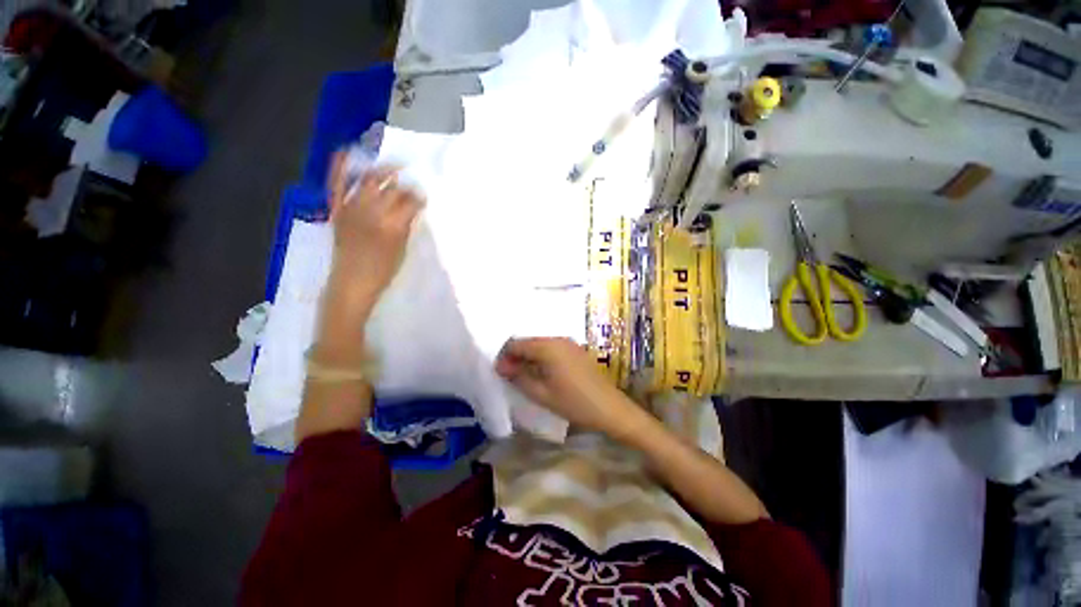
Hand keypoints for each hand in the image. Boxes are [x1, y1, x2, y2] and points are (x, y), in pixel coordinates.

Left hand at [327, 153, 421, 296]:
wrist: (352, 282)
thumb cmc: (383, 271)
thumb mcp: (402, 249)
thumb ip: (407, 225)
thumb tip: (413, 208)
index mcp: (392, 225)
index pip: (410, 202)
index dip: (419, 197)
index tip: (424, 196)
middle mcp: (372, 212)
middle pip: (392, 189)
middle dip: (405, 185)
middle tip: (412, 184)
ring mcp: (351, 208)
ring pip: (369, 181)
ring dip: (382, 171)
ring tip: (393, 167)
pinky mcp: (338, 210)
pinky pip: (336, 184)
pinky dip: (340, 167)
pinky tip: (348, 151)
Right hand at [495, 337, 643, 437]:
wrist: (609, 407)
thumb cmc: (574, 403)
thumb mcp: (541, 394)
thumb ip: (519, 377)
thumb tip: (502, 366)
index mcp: (547, 346)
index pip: (516, 344)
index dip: (505, 357)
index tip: (500, 373)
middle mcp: (557, 338)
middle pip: (528, 341)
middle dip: (516, 356)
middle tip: (509, 376)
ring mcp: (568, 342)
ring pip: (540, 344)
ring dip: (528, 356)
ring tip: (523, 376)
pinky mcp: (575, 349)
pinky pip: (551, 347)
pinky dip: (541, 357)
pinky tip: (541, 372)